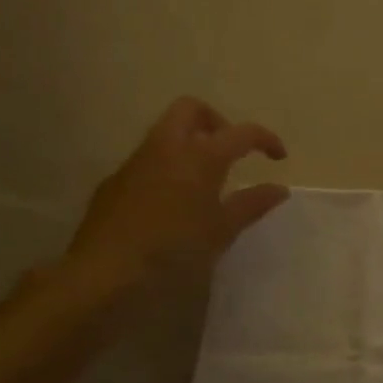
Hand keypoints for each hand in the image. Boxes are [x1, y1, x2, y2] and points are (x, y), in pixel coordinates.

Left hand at [53, 97, 288, 305]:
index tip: (278, 157)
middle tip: (230, 152)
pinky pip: (146, 162)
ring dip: (188, 144)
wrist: (103, 272)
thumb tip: (279, 189)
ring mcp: (135, 163)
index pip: (241, 132)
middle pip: (191, 110)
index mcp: (199, 156)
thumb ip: (251, 204)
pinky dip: (166, 168)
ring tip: (204, 182)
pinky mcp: (114, 183)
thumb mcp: (221, 231)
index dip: (265, 139)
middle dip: (215, 122)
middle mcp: (166, 148)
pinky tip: (171, 205)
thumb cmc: (173, 249)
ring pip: (165, 134)